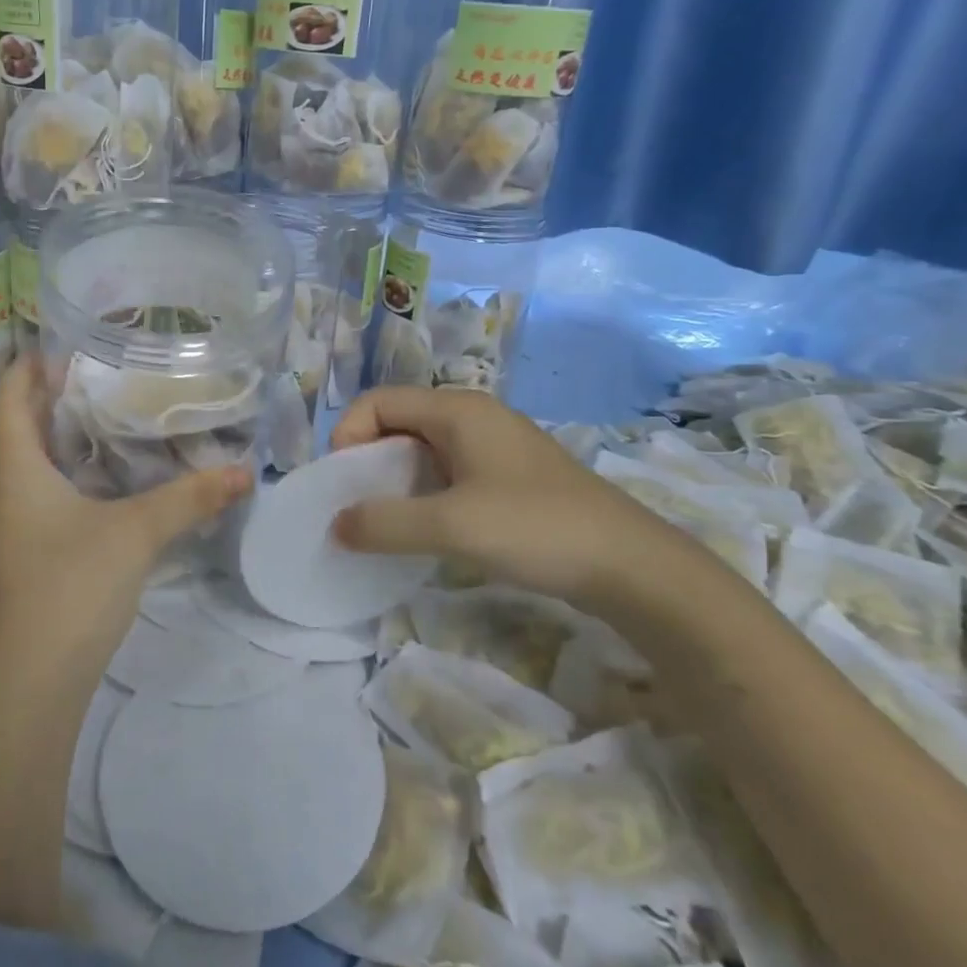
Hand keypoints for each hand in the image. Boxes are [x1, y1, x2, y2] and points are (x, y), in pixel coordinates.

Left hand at [0, 356, 252, 652]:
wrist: (34, 679)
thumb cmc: (73, 585)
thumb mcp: (138, 533)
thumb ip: (190, 497)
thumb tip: (244, 472)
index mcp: (13, 470)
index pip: (10, 397)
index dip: (32, 366)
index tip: (70, 347)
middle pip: (19, 429)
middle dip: (56, 401)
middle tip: (106, 380)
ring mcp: (2, 528)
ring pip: (26, 466)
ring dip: (61, 443)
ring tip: (110, 425)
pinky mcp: (16, 556)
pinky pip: (33, 497)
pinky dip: (62, 478)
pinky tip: (102, 486)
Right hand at [328, 386, 705, 610]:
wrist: (631, 565)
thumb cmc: (535, 528)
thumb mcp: (451, 526)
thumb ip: (385, 523)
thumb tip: (336, 525)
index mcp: (457, 409)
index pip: (378, 402)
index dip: (348, 436)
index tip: (344, 485)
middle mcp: (474, 416)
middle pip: (399, 421)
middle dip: (368, 459)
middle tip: (359, 505)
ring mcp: (495, 445)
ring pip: (424, 449)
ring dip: (396, 479)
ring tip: (389, 521)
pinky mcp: (510, 475)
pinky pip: (449, 470)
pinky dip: (425, 492)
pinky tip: (430, 528)